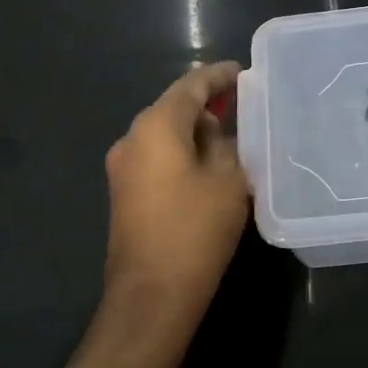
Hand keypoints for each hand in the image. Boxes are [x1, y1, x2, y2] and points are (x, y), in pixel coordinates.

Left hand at [103, 61, 249, 328]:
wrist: (151, 296)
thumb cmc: (195, 230)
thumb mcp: (228, 179)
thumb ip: (225, 143)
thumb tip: (217, 131)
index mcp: (156, 126)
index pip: (191, 85)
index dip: (219, 76)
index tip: (244, 72)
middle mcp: (132, 138)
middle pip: (173, 106)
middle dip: (207, 102)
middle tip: (243, 104)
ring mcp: (123, 167)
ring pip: (165, 132)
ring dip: (195, 129)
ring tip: (232, 134)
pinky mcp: (124, 192)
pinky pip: (157, 155)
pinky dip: (182, 150)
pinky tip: (208, 162)